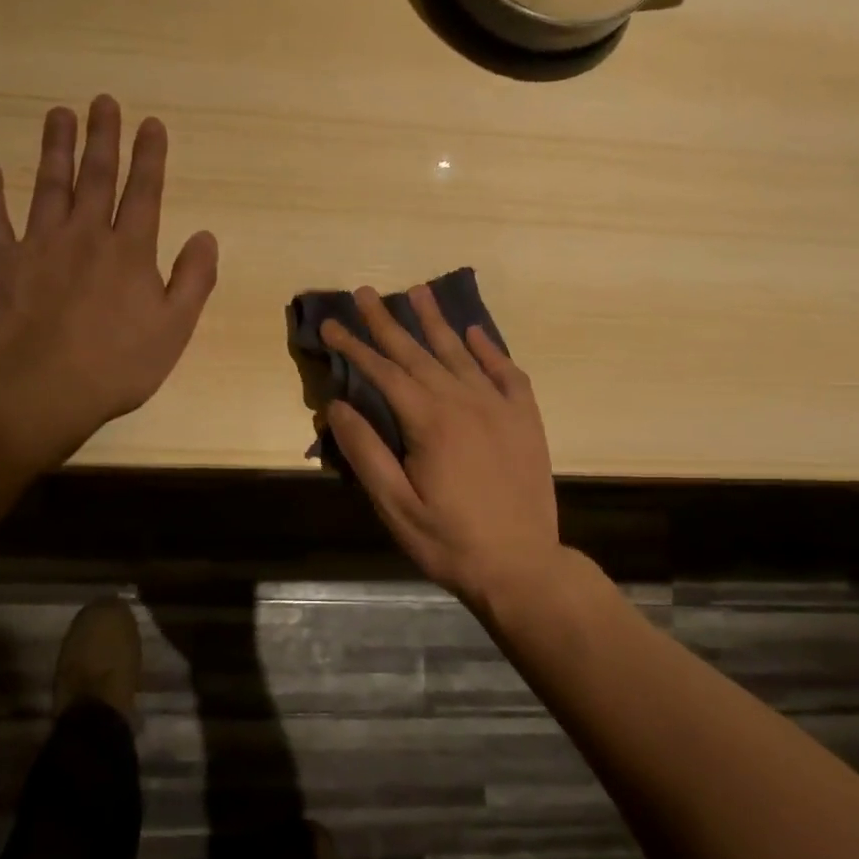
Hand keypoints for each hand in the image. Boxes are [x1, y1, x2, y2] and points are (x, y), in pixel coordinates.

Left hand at [0, 95, 217, 467]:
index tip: (150, 123)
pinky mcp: (0, 263)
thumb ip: (193, 279)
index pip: (144, 192)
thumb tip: (206, 236)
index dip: (149, 156)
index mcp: (130, 251)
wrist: (42, 390)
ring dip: (55, 148)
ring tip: (58, 114)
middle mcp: (85, 235)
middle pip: (96, 176)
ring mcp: (39, 245)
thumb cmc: (118, 365)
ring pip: (48, 185)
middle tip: (102, 102)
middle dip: (103, 137)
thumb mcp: (174, 328)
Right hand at [322, 286, 561, 614]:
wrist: (522, 566)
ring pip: (461, 354)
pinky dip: (490, 350)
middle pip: (419, 353)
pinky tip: (476, 333)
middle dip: (388, 322)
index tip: (331, 324)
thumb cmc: (449, 541)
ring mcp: (500, 408)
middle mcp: (465, 402)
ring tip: (418, 292)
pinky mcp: (526, 420)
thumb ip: (365, 452)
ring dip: (436, 322)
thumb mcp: (395, 506)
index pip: (384, 372)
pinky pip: (508, 373)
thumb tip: (336, 405)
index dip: (355, 347)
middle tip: (365, 292)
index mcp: (430, 422)